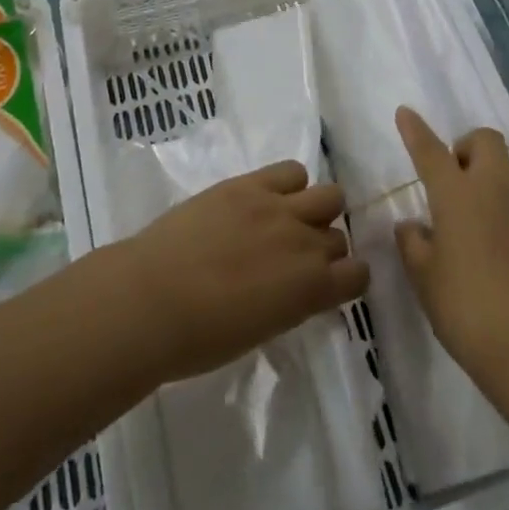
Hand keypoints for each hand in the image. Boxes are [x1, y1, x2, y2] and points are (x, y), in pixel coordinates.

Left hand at [115, 161, 369, 384]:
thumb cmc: (199, 339)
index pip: (358, 274)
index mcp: (311, 290)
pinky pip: (292, 170)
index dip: (348, 278)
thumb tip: (295, 288)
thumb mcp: (261, 330)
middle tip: (295, 256)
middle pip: (339, 235)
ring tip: (287, 221)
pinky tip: (266, 199)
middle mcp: (306, 244)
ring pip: (329, 195)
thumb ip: (290, 303)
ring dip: (316, 210)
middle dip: (324, 246)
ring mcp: (280, 208)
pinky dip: (288, 184)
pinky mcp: (250, 184)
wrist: (150, 301)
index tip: (330, 283)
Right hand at [393, 107, 508, 399]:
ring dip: (489, 184)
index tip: (405, 112)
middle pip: (485, 141)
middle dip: (466, 148)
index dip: (415, 131)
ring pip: (508, 175)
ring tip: (477, 230)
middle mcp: (497, 189)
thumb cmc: (467, 309)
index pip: (431, 151)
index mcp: (458, 196)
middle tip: (453, 182)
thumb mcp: (425, 279)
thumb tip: (413, 225)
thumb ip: (413, 244)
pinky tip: (505, 257)